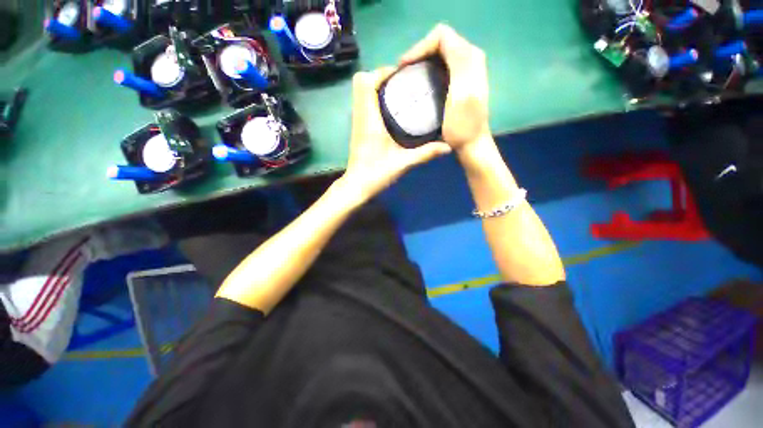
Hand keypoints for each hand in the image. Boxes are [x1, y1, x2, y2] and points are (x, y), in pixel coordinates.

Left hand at [340, 68, 451, 203]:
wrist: (356, 184)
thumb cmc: (376, 173)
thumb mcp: (403, 163)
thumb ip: (426, 152)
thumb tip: (449, 145)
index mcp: (369, 117)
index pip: (365, 82)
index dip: (381, 73)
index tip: (401, 74)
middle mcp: (360, 112)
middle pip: (360, 80)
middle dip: (380, 74)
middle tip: (402, 79)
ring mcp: (358, 116)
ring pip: (360, 87)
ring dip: (377, 81)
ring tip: (399, 86)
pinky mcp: (359, 121)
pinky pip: (363, 96)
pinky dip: (375, 91)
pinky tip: (394, 100)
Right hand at [400, 24, 490, 151]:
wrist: (472, 144)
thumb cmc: (462, 125)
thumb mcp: (462, 93)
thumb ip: (457, 61)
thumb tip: (442, 34)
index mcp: (471, 58)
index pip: (442, 35)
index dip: (421, 45)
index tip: (407, 64)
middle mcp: (471, 56)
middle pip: (439, 39)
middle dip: (420, 50)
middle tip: (405, 69)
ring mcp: (466, 65)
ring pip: (438, 48)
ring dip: (421, 57)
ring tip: (408, 72)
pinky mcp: (460, 73)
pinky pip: (439, 57)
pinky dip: (426, 63)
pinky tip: (418, 76)